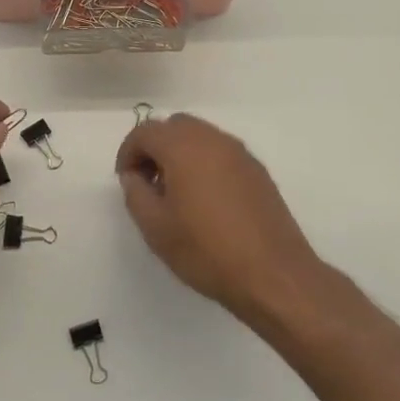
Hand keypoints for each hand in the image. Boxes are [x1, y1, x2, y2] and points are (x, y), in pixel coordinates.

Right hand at [116, 113, 324, 324]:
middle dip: (155, 147)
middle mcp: (213, 140)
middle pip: (174, 126)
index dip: (128, 152)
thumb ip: (136, 193)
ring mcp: (240, 153)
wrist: (273, 274)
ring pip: (200, 137)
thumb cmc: (207, 250)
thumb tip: (135, 176)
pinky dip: (204, 163)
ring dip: (180, 154)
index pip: (145, 131)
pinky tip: (205, 200)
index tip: (126, 180)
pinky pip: (221, 153)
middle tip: (148, 182)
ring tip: (175, 193)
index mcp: (183, 147)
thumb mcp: (155, 228)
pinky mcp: (258, 171)